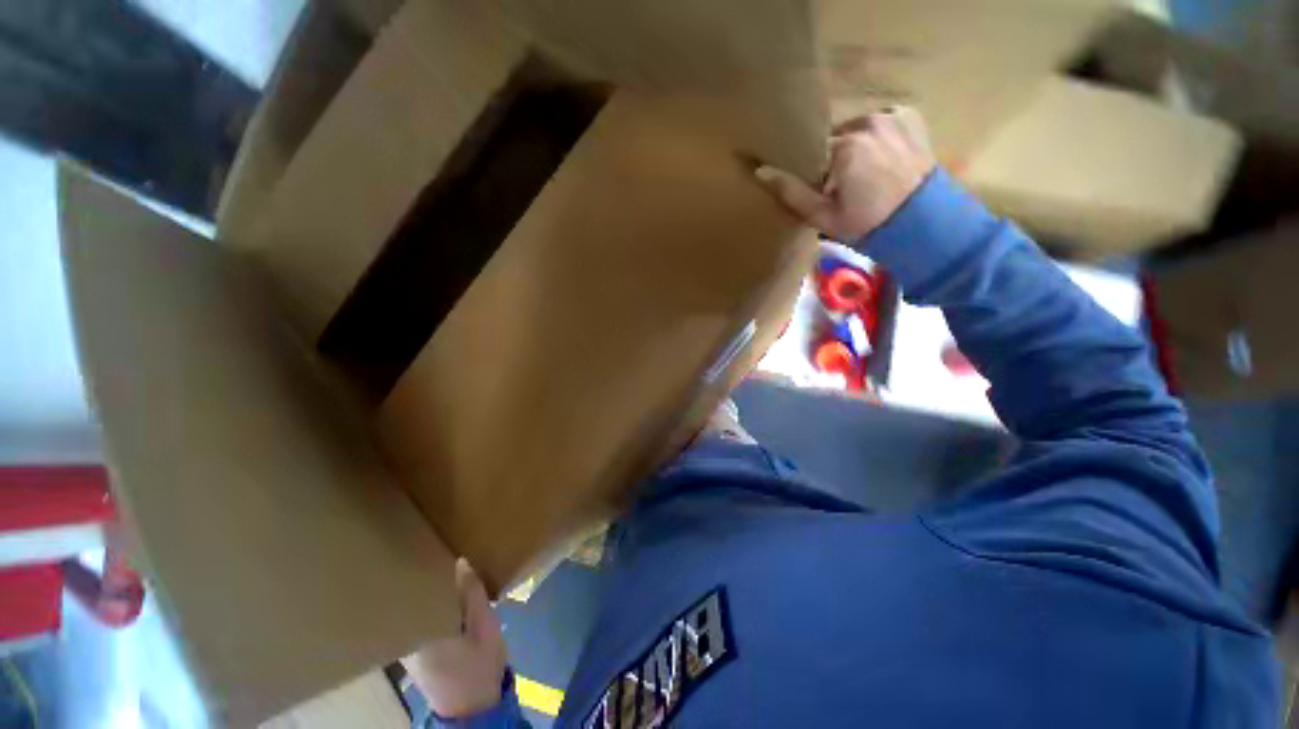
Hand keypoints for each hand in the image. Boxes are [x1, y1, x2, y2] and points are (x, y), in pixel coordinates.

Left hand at [403, 558, 507, 717]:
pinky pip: (416, 620)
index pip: (413, 593)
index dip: (418, 569)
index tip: (426, 547)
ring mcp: (407, 648)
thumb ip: (472, 594)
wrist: (473, 706)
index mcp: (424, 631)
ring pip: (412, 610)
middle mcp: (408, 638)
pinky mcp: (412, 654)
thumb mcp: (485, 626)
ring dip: (424, 592)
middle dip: (421, 577)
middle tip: (433, 551)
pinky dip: (425, 606)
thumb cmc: (479, 665)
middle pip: (410, 600)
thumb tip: (459, 562)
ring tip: (436, 567)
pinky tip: (438, 595)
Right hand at [756, 106, 935, 242]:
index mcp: (845, 146)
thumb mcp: (822, 216)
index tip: (823, 192)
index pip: (813, 153)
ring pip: (857, 130)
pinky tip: (883, 159)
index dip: (815, 174)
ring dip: (855, 147)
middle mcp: (867, 122)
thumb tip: (761, 172)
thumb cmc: (867, 223)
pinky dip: (877, 137)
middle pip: (835, 139)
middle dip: (835, 159)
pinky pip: (881, 123)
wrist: (924, 222)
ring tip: (866, 175)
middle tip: (845, 187)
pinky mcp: (910, 117)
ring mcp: (892, 116)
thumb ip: (792, 193)